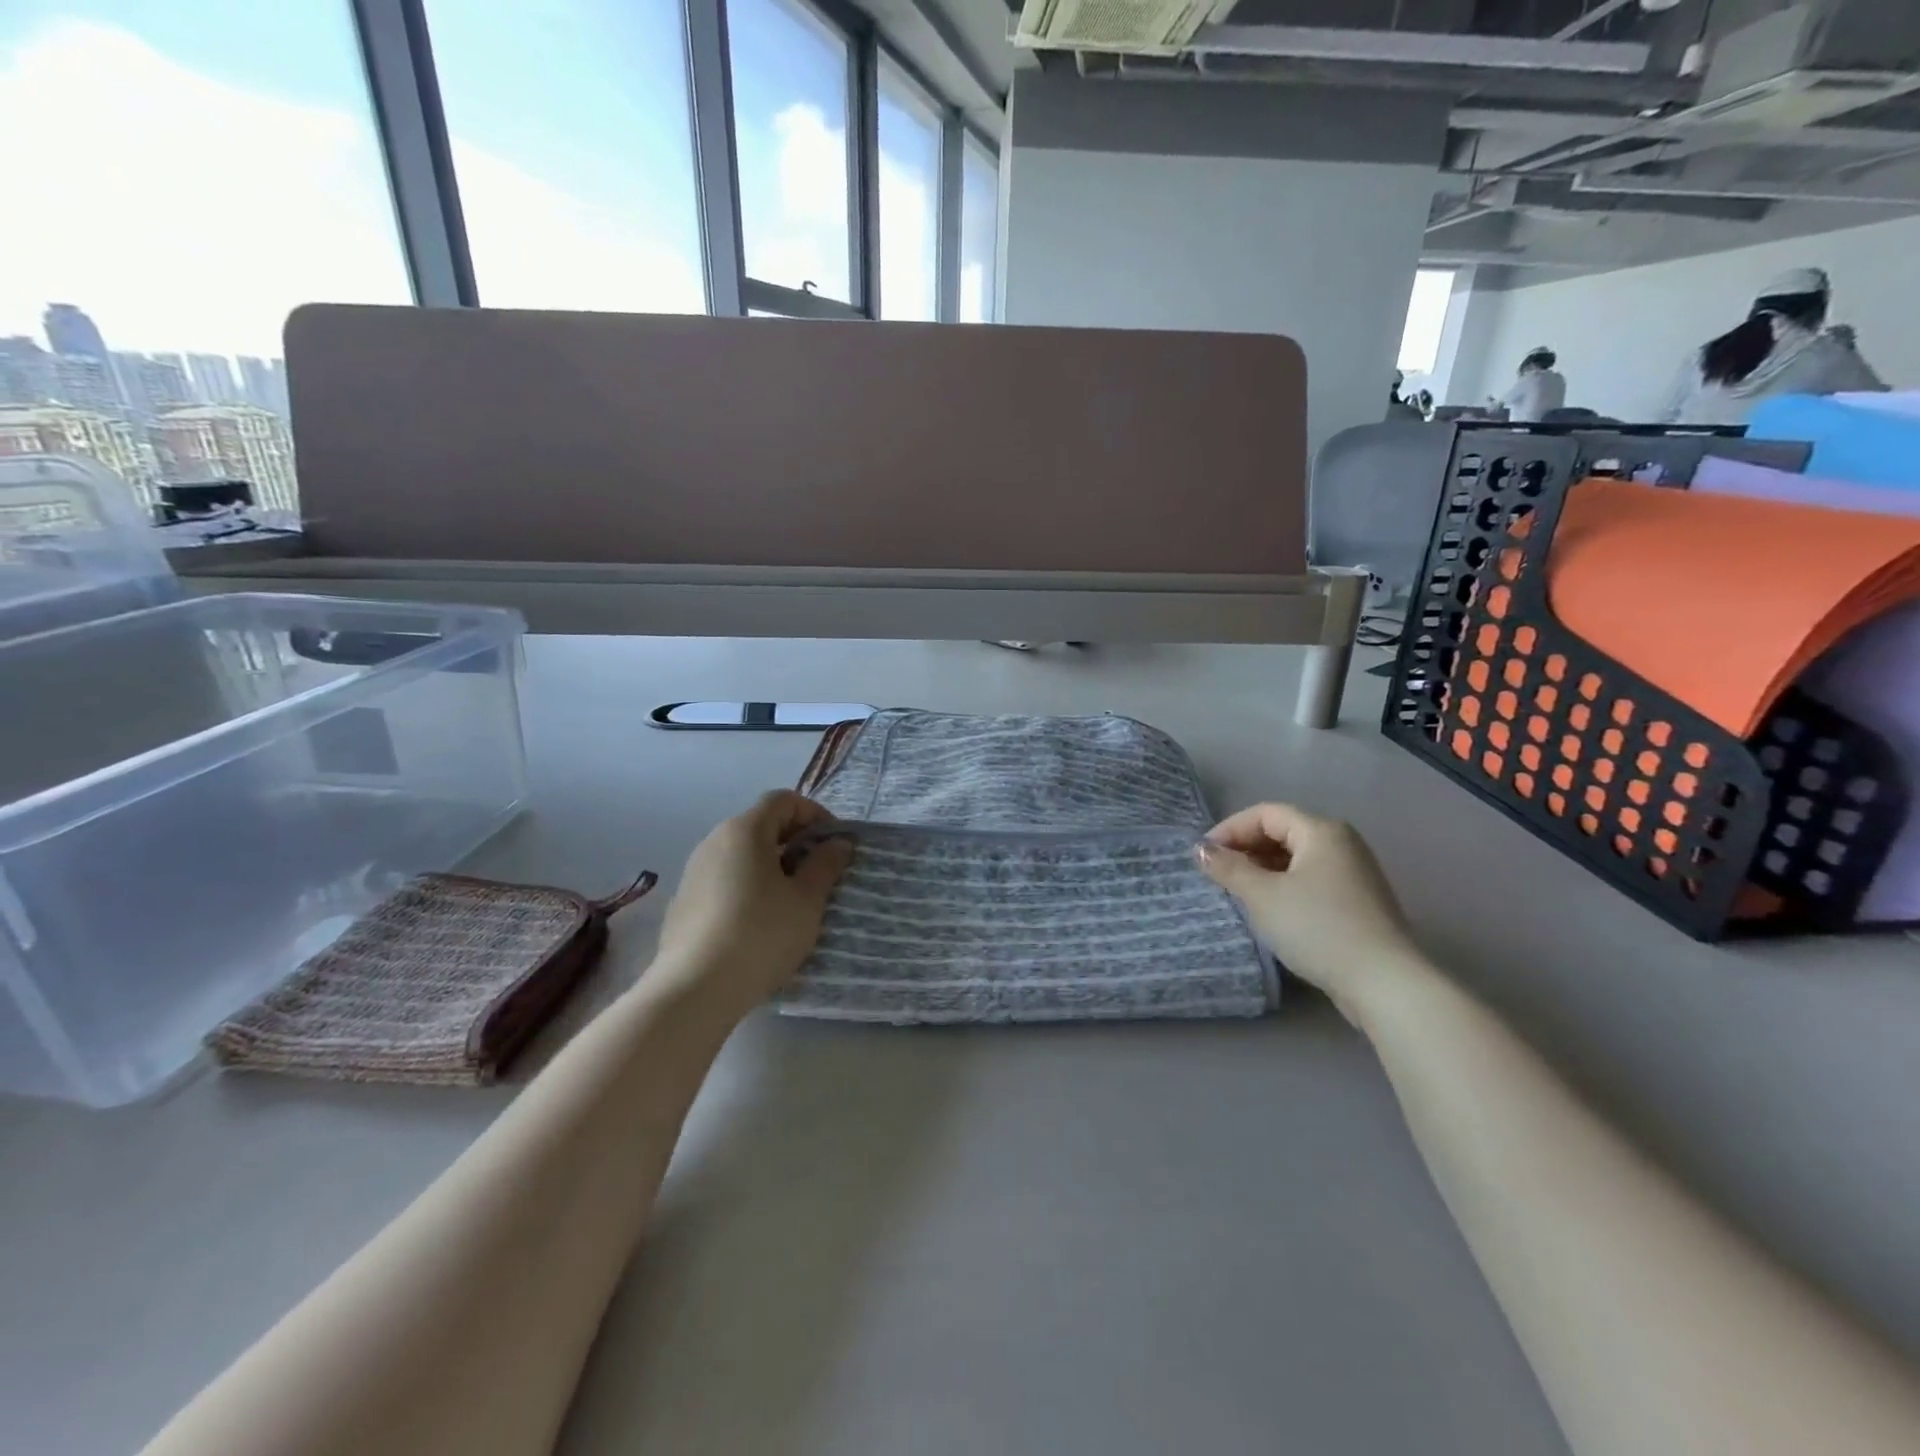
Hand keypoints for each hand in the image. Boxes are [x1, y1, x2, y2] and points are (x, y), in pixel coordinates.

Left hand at [652, 791, 853, 1016]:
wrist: (695, 989)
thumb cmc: (761, 934)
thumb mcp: (807, 900)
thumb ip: (825, 865)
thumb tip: (838, 843)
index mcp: (744, 830)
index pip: (783, 800)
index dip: (814, 813)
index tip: (834, 843)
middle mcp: (714, 841)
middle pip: (760, 824)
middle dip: (794, 840)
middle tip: (819, 871)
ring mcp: (693, 872)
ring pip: (741, 854)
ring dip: (771, 865)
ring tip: (792, 899)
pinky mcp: (683, 902)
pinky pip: (724, 879)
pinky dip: (747, 886)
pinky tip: (759, 922)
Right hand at [1196, 803, 1431, 1026]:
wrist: (1382, 983)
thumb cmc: (1317, 927)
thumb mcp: (1262, 896)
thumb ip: (1228, 868)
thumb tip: (1201, 850)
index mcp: (1321, 830)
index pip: (1265, 813)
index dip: (1230, 829)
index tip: (1203, 856)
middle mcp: (1342, 843)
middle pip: (1283, 832)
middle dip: (1245, 849)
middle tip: (1216, 874)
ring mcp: (1354, 873)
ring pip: (1296, 858)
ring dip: (1262, 869)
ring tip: (1237, 892)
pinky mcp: (1358, 901)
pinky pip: (1311, 880)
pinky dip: (1284, 886)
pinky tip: (1269, 909)